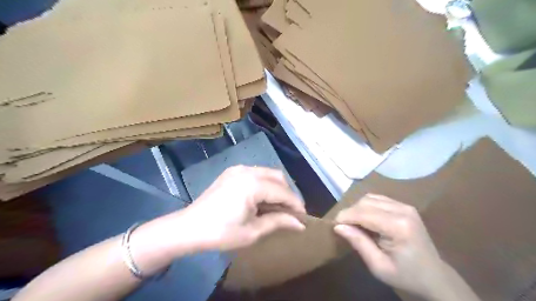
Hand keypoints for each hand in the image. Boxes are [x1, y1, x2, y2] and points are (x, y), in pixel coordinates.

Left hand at [178, 166, 305, 250]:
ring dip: (277, 188)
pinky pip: (255, 173)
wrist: (189, 227)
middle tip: (290, 212)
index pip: (283, 192)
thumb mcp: (252, 231)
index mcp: (253, 185)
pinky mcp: (232, 172)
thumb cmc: (221, 233)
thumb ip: (278, 221)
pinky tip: (262, 198)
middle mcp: (247, 171)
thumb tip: (300, 223)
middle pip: (278, 177)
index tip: (303, 217)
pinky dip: (264, 184)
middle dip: (287, 193)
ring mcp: (238, 169)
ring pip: (267, 173)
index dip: (295, 204)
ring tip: (277, 206)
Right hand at [334, 194, 448, 298]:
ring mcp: (405, 206)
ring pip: (370, 198)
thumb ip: (358, 242)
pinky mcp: (404, 206)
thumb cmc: (406, 276)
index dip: (345, 217)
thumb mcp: (378, 266)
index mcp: (398, 226)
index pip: (363, 213)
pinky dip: (367, 206)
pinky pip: (378, 199)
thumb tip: (338, 226)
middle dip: (350, 212)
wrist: (434, 277)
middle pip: (365, 202)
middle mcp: (402, 210)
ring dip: (358, 208)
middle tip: (343, 227)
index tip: (333, 226)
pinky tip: (366, 219)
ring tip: (354, 224)